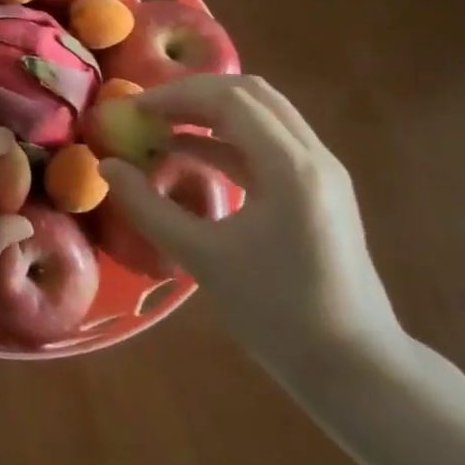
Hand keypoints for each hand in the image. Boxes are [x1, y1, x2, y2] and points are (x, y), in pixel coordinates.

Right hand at [98, 75, 403, 376]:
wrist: (357, 370)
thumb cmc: (278, 315)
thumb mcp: (202, 259)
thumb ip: (149, 207)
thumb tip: (107, 167)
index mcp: (290, 167)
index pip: (229, 99)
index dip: (175, 96)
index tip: (133, 109)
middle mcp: (313, 155)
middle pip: (249, 94)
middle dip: (193, 95)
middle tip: (148, 112)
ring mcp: (322, 171)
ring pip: (262, 113)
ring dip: (211, 112)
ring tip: (163, 128)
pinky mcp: (320, 189)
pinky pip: (270, 142)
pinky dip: (228, 138)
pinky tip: (191, 156)